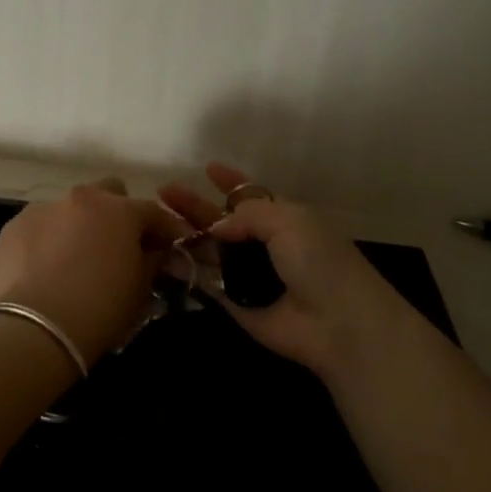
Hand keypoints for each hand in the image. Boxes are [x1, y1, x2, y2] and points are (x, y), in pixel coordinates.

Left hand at [0, 178, 191, 365]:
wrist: (35, 329)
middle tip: (116, 248)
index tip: (170, 247)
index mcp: (119, 210)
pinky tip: (42, 271)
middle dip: (117, 214)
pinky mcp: (12, 227)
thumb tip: (154, 252)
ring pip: (69, 209)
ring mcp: (42, 208)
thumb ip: (151, 262)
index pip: (153, 212)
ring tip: (73, 262)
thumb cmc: (99, 310)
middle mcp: (81, 198)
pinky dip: (46, 241)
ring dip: (77, 227)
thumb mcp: (140, 290)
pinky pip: (39, 228)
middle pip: (108, 193)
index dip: (165, 230)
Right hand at [159, 162, 427, 385]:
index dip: (230, 182)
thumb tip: (217, 226)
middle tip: (163, 191)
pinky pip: (206, 285)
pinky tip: (158, 257)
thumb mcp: (289, 221)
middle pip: (222, 222)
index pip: (251, 196)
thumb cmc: (320, 262)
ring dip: (184, 237)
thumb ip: (248, 214)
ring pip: (210, 252)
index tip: (207, 168)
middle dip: (194, 206)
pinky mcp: (236, 306)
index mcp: (283, 220)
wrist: (338, 323)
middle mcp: (264, 246)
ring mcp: (249, 276)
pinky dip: (184, 272)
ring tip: (152, 221)